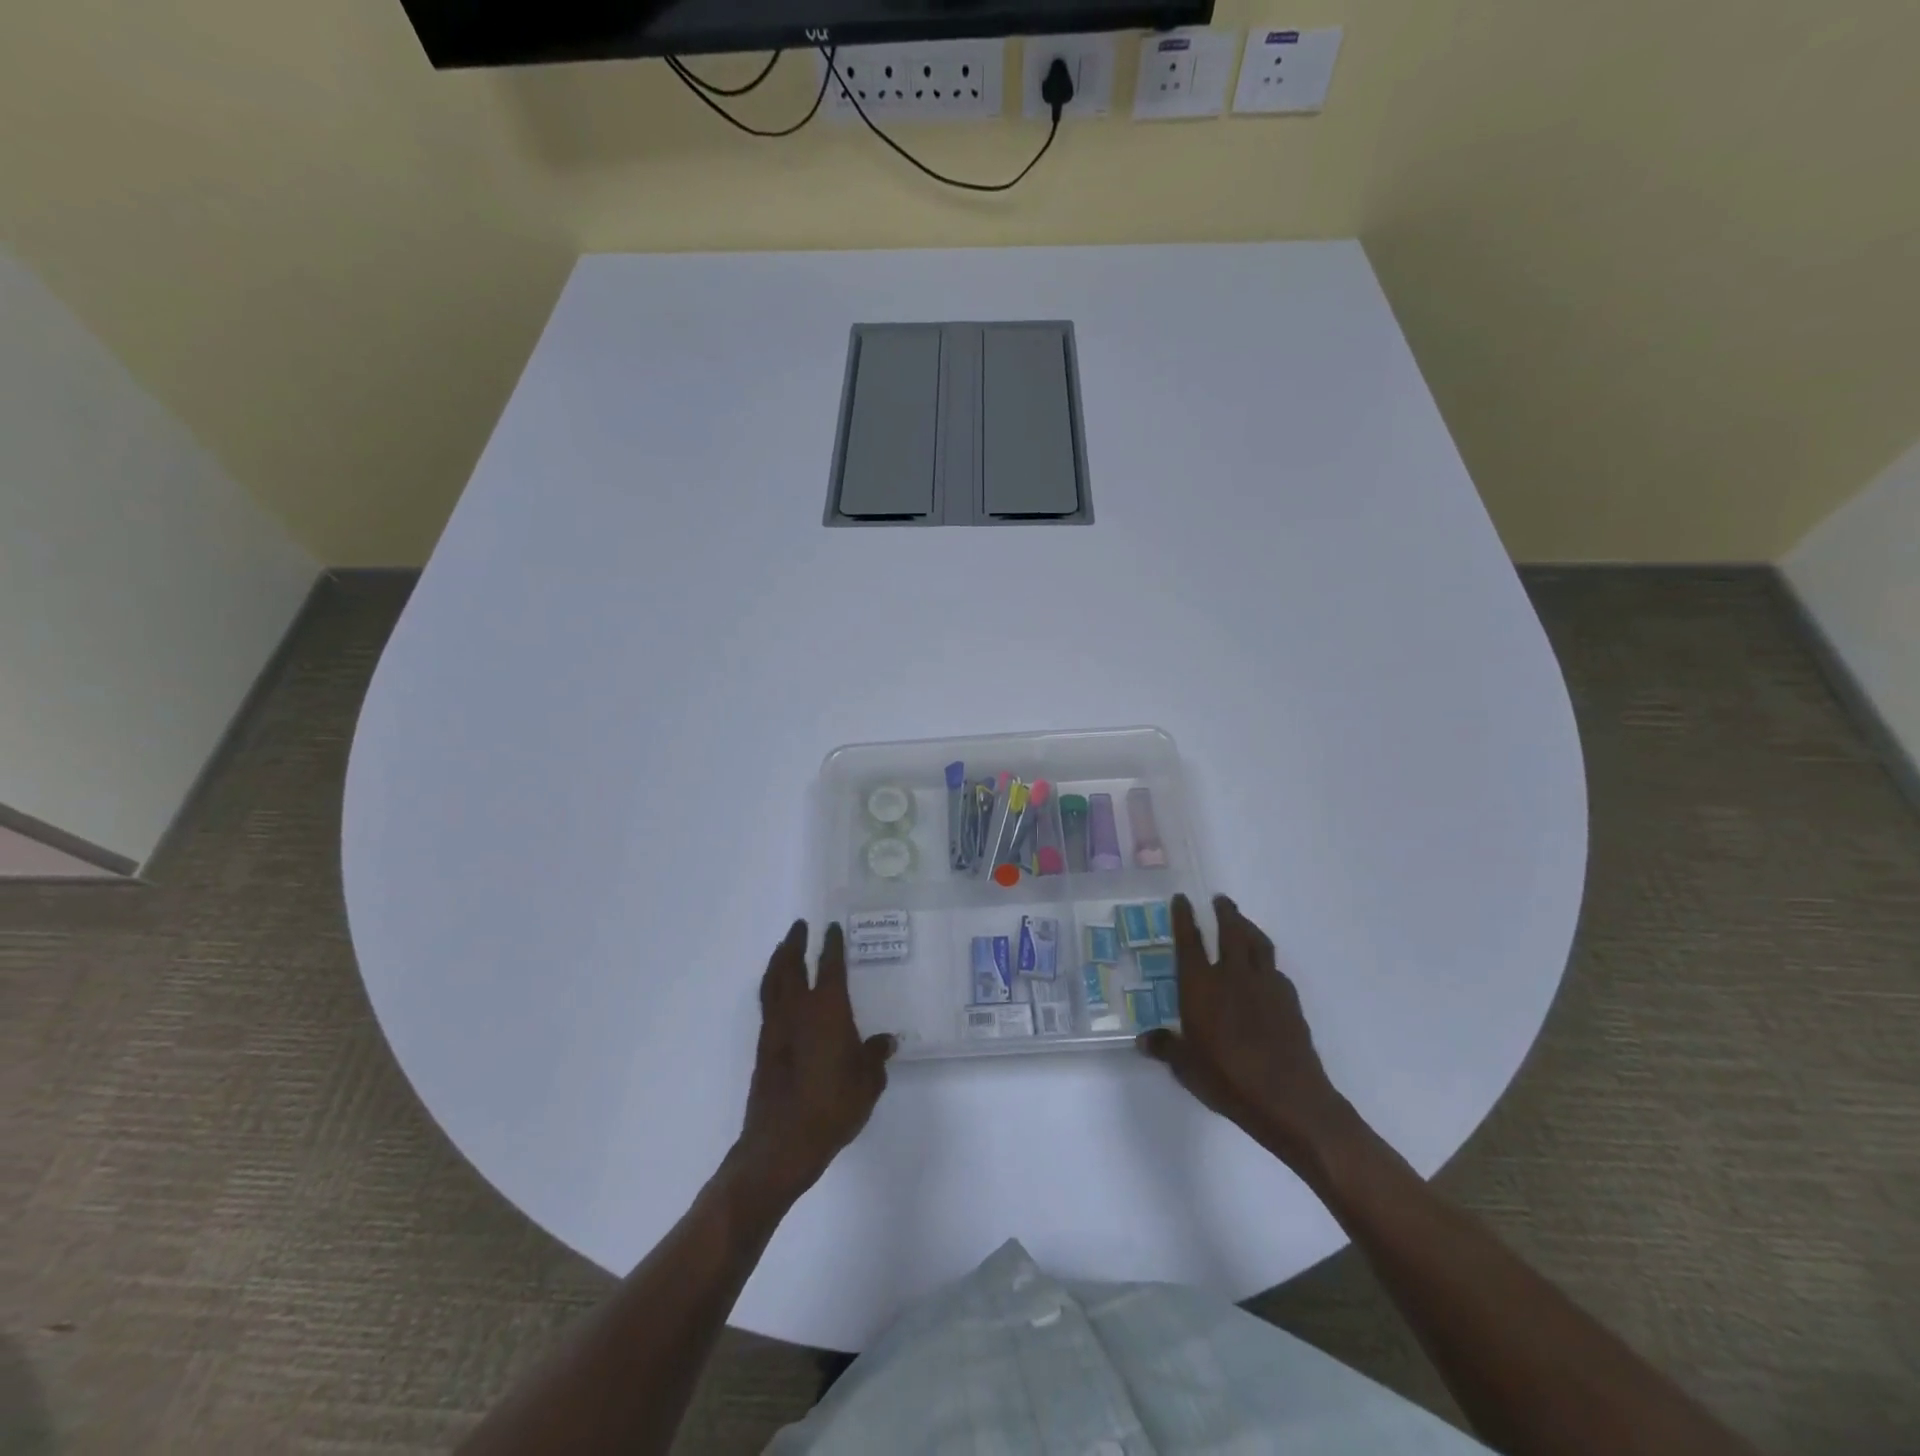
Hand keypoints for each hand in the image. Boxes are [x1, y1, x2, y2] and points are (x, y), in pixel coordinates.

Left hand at [734, 920, 894, 1203]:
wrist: (783, 1143)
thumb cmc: (832, 1107)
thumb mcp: (867, 1083)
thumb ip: (874, 1057)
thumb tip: (885, 1041)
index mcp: (828, 1010)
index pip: (830, 967)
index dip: (832, 945)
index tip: (832, 928)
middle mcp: (798, 1010)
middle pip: (792, 966)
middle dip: (795, 943)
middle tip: (799, 926)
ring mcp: (776, 1028)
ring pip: (773, 982)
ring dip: (778, 961)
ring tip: (783, 949)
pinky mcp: (764, 1047)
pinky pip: (767, 1003)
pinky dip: (771, 987)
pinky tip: (778, 992)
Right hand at [1138, 894, 1358, 1175]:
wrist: (1289, 1099)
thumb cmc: (1227, 1079)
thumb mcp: (1186, 1067)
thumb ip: (1166, 1048)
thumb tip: (1144, 1040)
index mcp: (1200, 985)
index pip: (1189, 940)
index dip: (1183, 917)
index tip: (1181, 899)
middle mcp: (1232, 975)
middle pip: (1230, 930)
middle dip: (1224, 912)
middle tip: (1220, 899)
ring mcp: (1266, 985)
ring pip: (1258, 943)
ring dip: (1249, 928)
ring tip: (1243, 923)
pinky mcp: (1290, 1001)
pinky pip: (1276, 971)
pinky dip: (1267, 963)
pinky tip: (1265, 973)